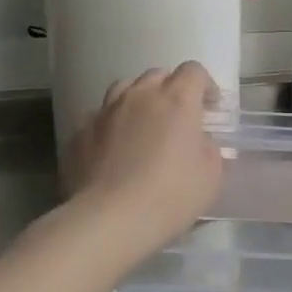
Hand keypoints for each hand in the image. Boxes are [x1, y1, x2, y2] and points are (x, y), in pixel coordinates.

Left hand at [65, 63, 221, 249]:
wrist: (110, 219)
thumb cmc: (171, 195)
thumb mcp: (211, 175)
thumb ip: (209, 149)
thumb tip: (200, 142)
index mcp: (177, 100)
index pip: (193, 71)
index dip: (205, 85)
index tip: (210, 108)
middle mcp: (140, 96)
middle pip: (157, 75)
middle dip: (171, 89)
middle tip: (178, 117)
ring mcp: (105, 112)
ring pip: (124, 88)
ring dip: (138, 99)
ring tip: (143, 124)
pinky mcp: (80, 133)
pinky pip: (99, 116)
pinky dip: (112, 124)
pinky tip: (114, 148)